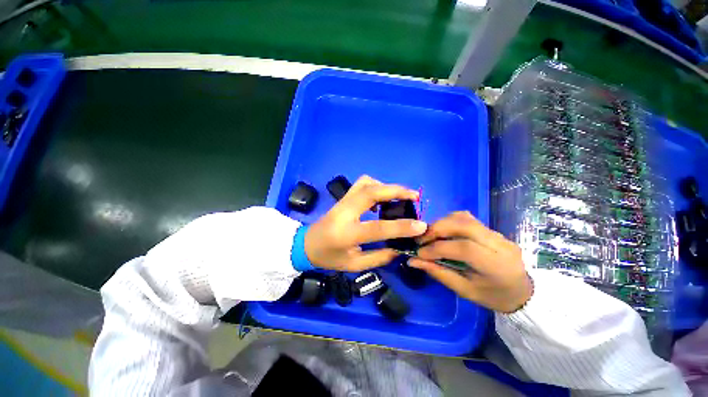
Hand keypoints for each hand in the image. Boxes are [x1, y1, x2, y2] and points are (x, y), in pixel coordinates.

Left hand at [305, 175, 426, 271]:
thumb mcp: (354, 265)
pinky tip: (382, 198)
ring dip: (386, 186)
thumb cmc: (329, 258)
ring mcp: (342, 202)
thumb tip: (400, 248)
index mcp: (346, 234)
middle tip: (414, 196)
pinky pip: (362, 184)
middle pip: (371, 192)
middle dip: (395, 190)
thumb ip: (379, 257)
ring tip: (399, 196)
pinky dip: (376, 186)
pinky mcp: (343, 198)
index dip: (401, 226)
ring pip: (366, 183)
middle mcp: (344, 213)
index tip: (421, 225)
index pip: (377, 228)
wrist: (306, 244)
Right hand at [408, 211, 531, 312]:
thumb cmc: (494, 296)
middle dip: (437, 229)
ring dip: (442, 223)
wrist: (523, 292)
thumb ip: (439, 273)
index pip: (464, 248)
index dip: (437, 248)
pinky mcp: (492, 229)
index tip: (419, 253)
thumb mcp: (465, 290)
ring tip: (430, 235)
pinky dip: (450, 222)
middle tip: (421, 239)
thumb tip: (413, 260)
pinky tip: (443, 232)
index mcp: (496, 265)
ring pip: (464, 217)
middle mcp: (499, 244)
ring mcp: (497, 233)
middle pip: (464, 225)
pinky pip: (467, 219)